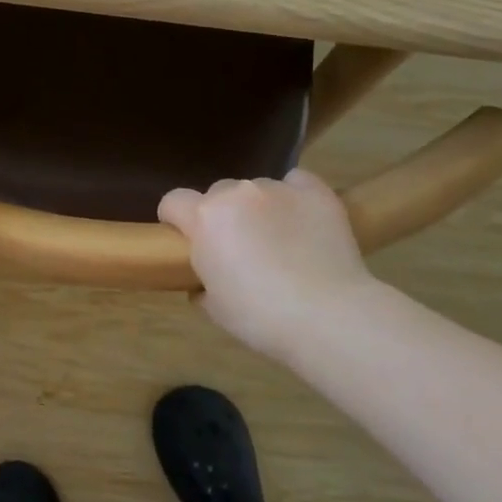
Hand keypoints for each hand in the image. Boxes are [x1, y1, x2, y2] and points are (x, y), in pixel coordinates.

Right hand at [158, 169, 375, 357]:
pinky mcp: (315, 191)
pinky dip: (295, 197)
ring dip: (259, 209)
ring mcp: (277, 188)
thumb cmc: (261, 318)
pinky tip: (304, 221)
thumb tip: (203, 282)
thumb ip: (201, 284)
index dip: (175, 219)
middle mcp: (237, 193)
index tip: (186, 240)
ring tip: (281, 241)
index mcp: (205, 218)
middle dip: (222, 216)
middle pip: (218, 194)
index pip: (173, 201)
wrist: (328, 316)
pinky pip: (296, 183)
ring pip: (256, 190)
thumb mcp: (215, 309)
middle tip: (240, 250)